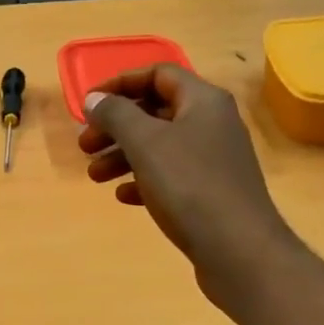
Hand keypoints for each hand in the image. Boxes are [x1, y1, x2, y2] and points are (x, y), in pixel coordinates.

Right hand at [78, 64, 300, 313]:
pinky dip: (144, 181)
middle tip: (85, 146)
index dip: (120, 84)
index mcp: (203, 101)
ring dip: (124, 156)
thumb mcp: (145, 143)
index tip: (89, 104)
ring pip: (160, 147)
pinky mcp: (211, 193)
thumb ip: (116, 115)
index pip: (158, 74)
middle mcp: (212, 124)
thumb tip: (94, 98)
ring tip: (95, 177)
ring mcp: (213, 160)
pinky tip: (124, 197)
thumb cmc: (189, 186)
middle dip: (116, 126)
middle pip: (156, 112)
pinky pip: (171, 177)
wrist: (238, 250)